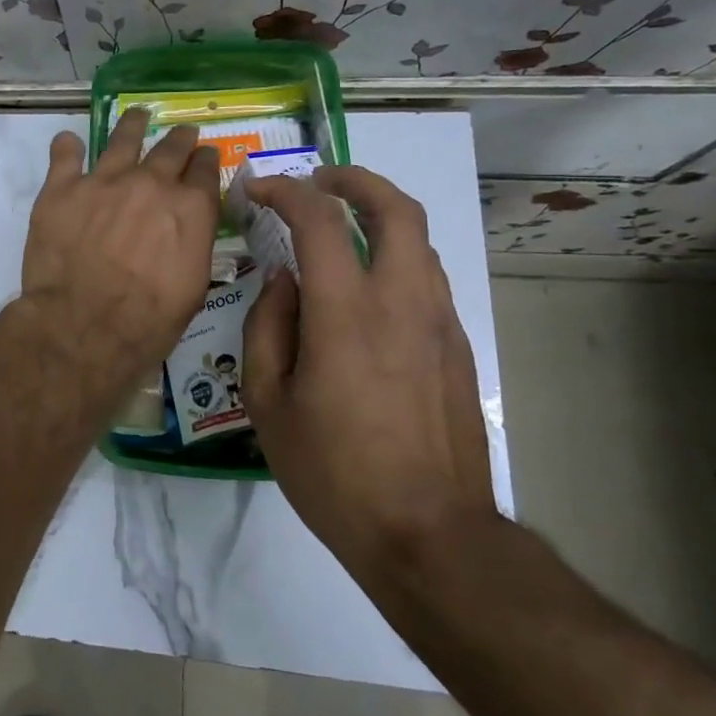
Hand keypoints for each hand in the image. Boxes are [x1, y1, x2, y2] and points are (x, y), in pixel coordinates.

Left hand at [18, 108, 219, 384]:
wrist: (83, 325)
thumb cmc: (147, 321)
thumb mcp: (192, 288)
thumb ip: (192, 245)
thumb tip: (186, 230)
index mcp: (190, 208)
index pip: (205, 170)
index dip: (205, 161)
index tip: (204, 156)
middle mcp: (151, 183)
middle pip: (170, 149)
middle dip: (179, 140)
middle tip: (181, 133)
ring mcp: (104, 181)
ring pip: (122, 140)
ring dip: (132, 125)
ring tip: (136, 115)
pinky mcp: (62, 188)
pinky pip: (65, 154)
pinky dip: (68, 146)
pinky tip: (69, 141)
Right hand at [241, 165, 495, 582]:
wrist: (429, 535)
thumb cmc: (333, 471)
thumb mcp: (268, 403)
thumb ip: (268, 328)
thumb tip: (282, 281)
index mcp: (346, 314)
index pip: (320, 221)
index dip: (286, 191)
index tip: (259, 190)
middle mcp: (402, 303)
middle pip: (397, 208)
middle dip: (355, 180)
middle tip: (319, 180)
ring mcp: (438, 323)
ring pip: (419, 241)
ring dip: (379, 217)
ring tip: (340, 228)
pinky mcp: (456, 348)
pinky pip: (426, 279)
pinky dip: (394, 257)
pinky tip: (365, 287)